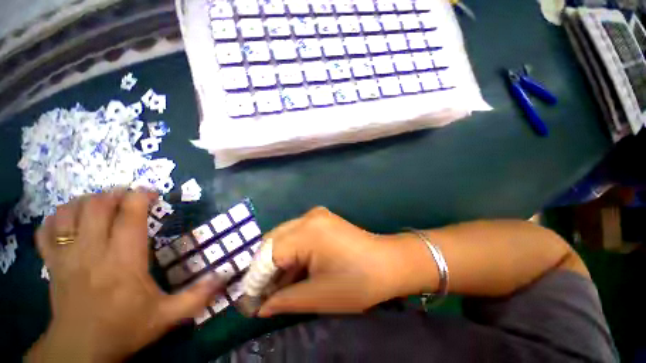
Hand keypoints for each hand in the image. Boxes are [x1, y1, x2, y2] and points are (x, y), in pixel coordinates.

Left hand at [27, 190, 222, 361]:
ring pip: (70, 211)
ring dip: (87, 201)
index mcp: (124, 260)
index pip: (130, 214)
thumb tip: (225, 275)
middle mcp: (92, 251)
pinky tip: (70, 220)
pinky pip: (48, 229)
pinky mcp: (51, 264)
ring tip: (103, 205)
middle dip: (116, 194)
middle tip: (130, 198)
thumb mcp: (168, 316)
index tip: (153, 195)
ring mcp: (67, 256)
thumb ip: (198, 296)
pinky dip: (57, 218)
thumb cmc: (125, 329)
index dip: (141, 196)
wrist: (80, 352)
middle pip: (98, 205)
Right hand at [257, 207, 438, 316]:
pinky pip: (297, 234)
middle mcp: (308, 217)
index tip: (248, 302)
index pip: (267, 254)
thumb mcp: (317, 295)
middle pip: (272, 241)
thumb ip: (283, 300)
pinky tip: (292, 270)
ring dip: (277, 260)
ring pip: (283, 236)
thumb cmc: (357, 282)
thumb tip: (259, 306)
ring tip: (275, 286)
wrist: (388, 263)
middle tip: (261, 294)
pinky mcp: (322, 219)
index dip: (255, 279)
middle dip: (264, 268)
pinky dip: (291, 252)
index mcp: (307, 231)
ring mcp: (316, 215)